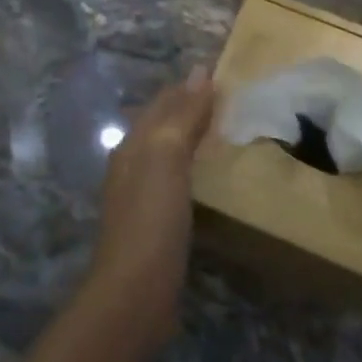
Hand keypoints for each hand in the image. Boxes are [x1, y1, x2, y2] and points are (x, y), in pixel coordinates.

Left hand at [86, 65, 215, 355]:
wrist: (135, 291)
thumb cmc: (151, 216)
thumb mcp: (167, 156)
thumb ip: (183, 114)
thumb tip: (200, 70)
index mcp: (133, 144)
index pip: (163, 102)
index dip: (189, 85)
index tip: (221, 72)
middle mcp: (132, 164)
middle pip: (162, 125)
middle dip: (188, 108)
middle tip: (229, 99)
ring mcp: (140, 196)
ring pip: (167, 153)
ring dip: (191, 138)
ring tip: (224, 131)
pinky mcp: (154, 224)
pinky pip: (176, 181)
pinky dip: (193, 168)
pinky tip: (208, 178)